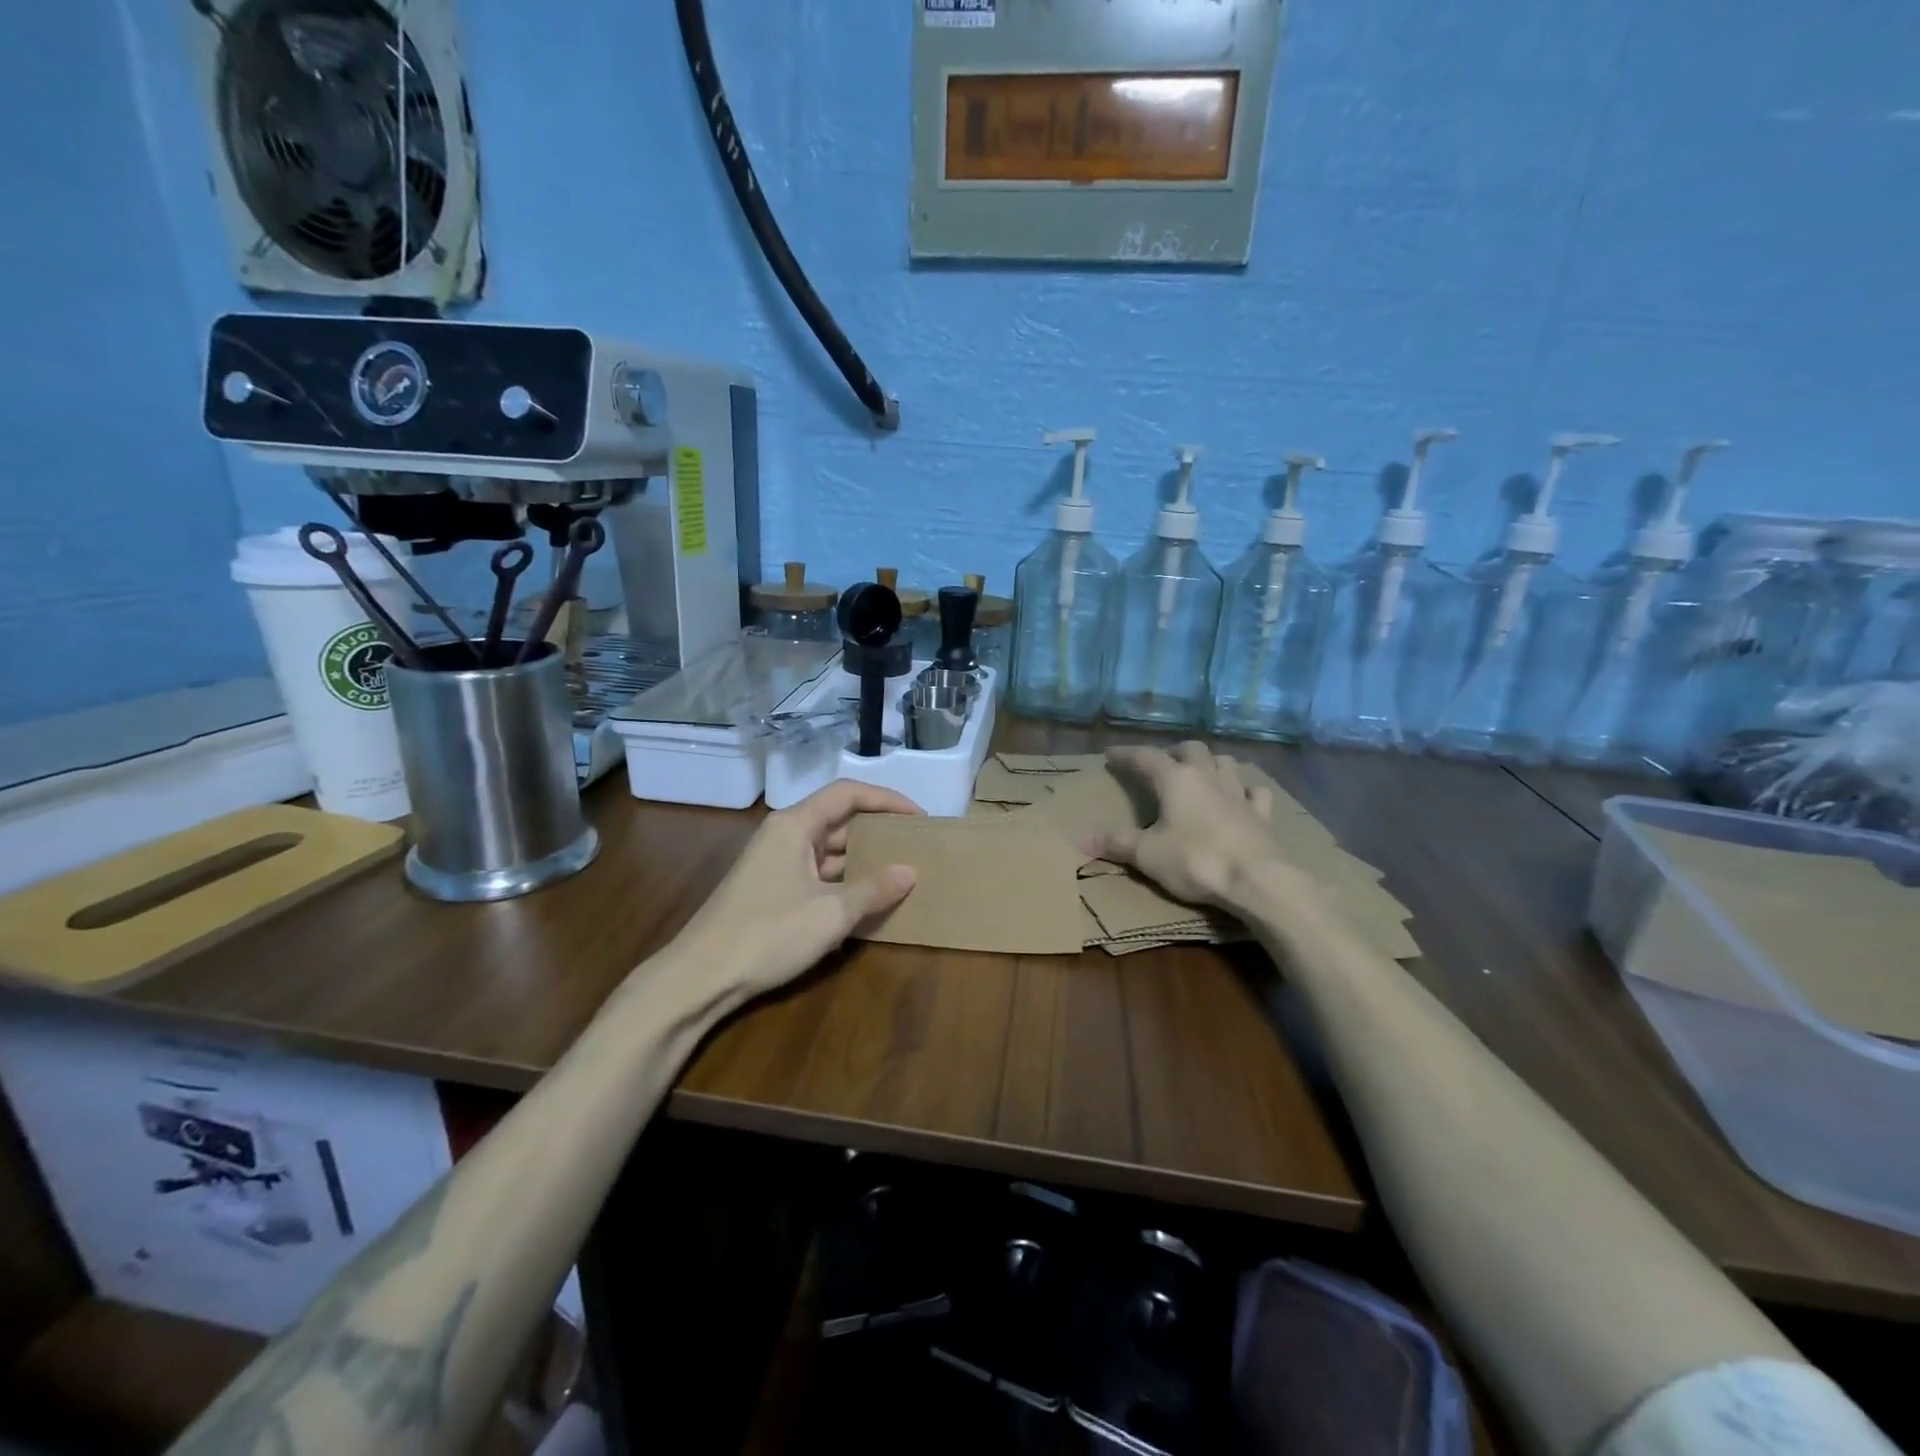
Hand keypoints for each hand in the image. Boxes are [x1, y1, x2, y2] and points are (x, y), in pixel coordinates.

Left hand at [673, 781, 920, 997]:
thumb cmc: (768, 933)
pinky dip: (844, 882)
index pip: (848, 793)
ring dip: (862, 859)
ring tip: (901, 872)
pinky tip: (867, 901)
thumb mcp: (830, 913)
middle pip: (839, 819)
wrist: (700, 978)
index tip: (919, 817)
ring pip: (829, 850)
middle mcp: (784, 835)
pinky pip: (817, 874)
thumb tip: (910, 871)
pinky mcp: (772, 890)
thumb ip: (873, 889)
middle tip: (915, 845)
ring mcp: (776, 864)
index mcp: (795, 825)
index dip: (887, 799)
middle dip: (878, 830)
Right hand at [1089, 742, 1284, 909]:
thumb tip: (1082, 841)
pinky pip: (1254, 791)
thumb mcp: (1147, 854)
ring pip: (1224, 762)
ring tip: (1200, 773)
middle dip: (1173, 751)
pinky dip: (1244, 789)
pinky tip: (1241, 796)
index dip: (1126, 754)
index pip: (1145, 757)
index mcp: (1176, 779)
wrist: (1255, 880)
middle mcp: (1208, 776)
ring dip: (1210, 762)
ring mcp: (1238, 793)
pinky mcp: (1261, 814)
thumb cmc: (1195, 860)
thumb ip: (1116, 843)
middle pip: (1191, 749)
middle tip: (1161, 763)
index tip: (1111, 754)